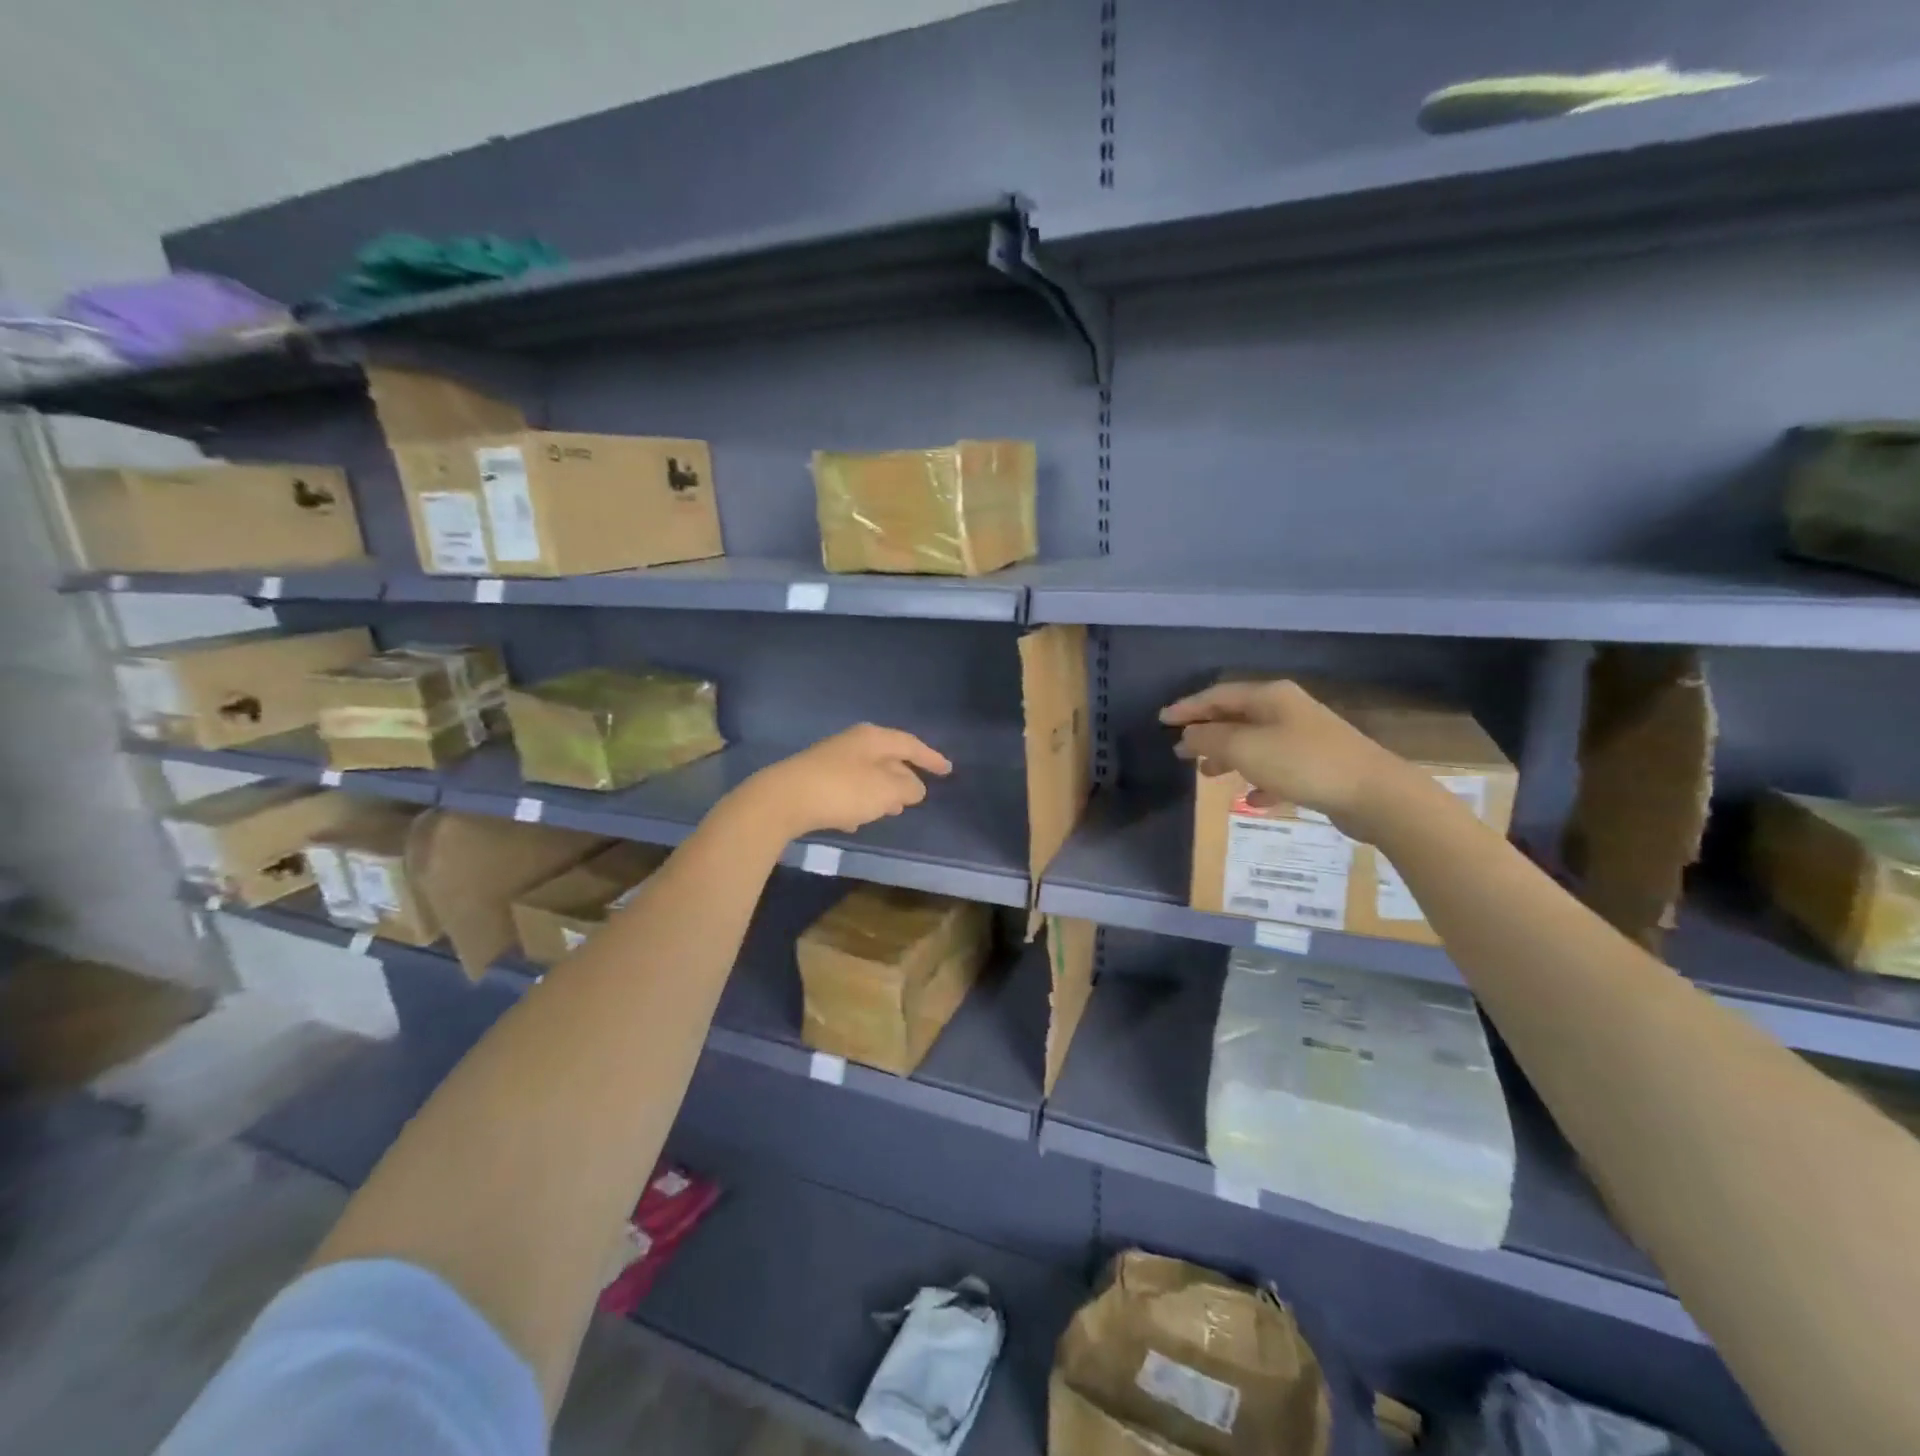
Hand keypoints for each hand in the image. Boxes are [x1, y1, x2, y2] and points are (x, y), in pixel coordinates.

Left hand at [739, 724, 952, 839]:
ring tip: (893, 810)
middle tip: (919, 794)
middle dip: (905, 776)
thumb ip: (908, 788)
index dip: (931, 758)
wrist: (784, 799)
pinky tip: (857, 820)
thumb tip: (915, 787)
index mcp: (873, 738)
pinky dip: (859, 801)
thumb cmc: (843, 789)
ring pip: (867, 774)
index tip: (948, 770)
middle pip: (888, 757)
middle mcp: (853, 743)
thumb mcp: (886, 790)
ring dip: (882, 791)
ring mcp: (831, 760)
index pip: (911, 744)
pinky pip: (847, 789)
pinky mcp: (814, 780)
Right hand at [1160, 679, 1417, 835]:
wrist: (1374, 794)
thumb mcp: (1246, 748)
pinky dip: (1260, 781)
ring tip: (1207, 775)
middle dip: (1207, 733)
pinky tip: (1253, 799)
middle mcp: (1287, 711)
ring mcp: (1306, 738)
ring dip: (1229, 757)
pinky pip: (1279, 769)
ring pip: (1255, 743)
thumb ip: (1211, 738)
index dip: (1188, 707)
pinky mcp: (1319, 766)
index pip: (1218, 695)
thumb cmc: (1302, 763)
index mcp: (1270, 697)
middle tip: (1180, 751)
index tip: (1162, 720)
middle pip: (1237, 717)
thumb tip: (1189, 733)